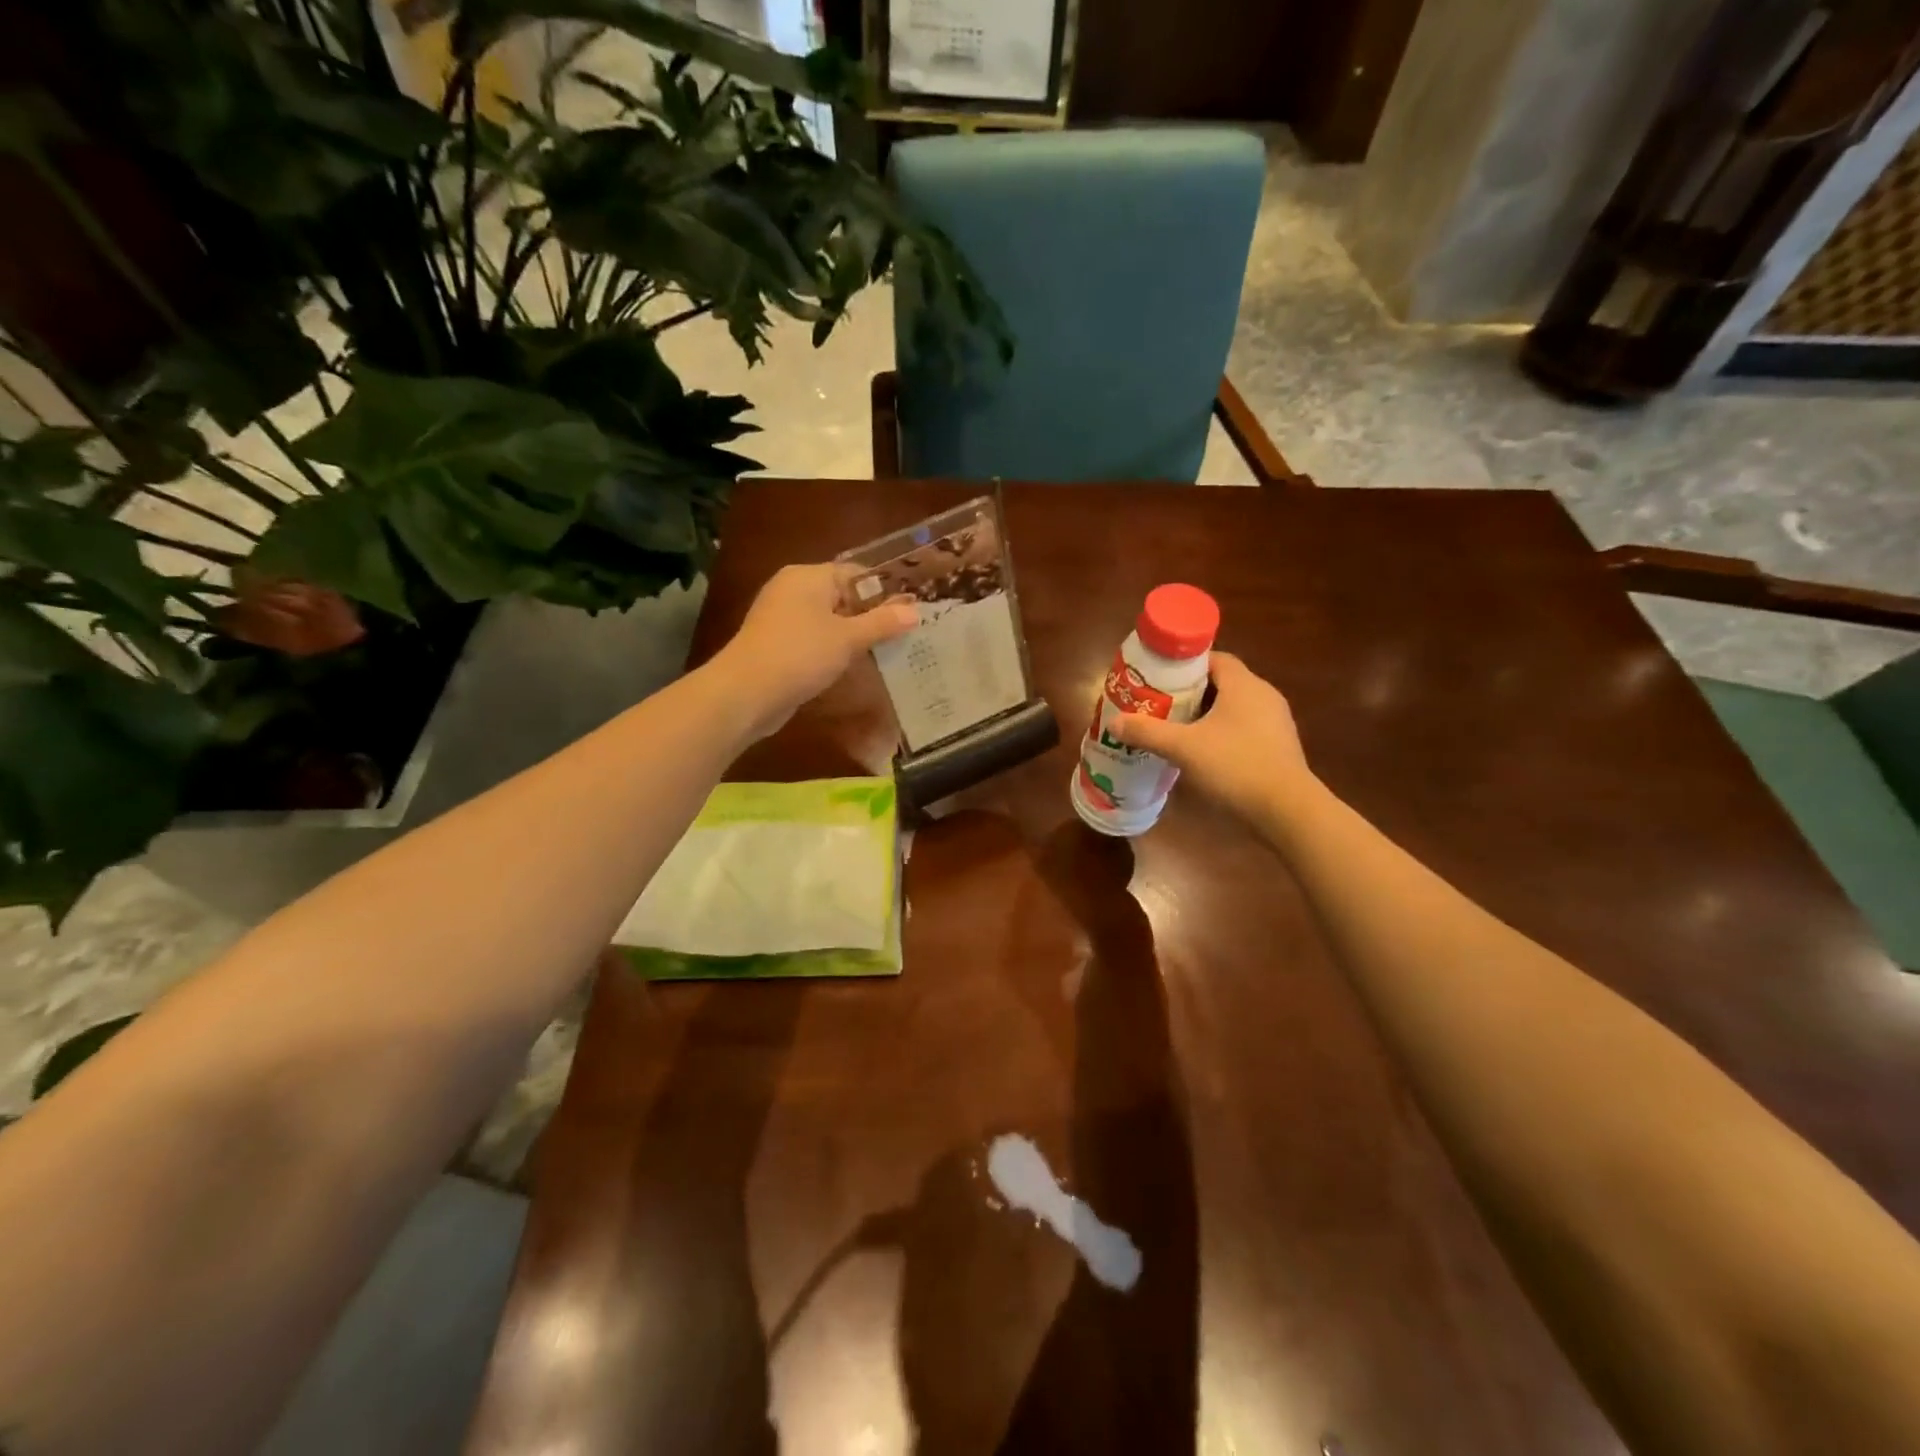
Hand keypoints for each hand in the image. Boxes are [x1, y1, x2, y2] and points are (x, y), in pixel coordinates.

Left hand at [713, 563, 917, 738]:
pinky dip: (834, 651)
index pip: (857, 574)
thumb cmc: (800, 654)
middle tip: (907, 634)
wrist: (746, 693)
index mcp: (808, 576)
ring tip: (889, 652)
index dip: (886, 591)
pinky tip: (855, 668)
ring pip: (829, 622)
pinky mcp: (778, 646)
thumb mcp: (848, 638)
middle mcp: (793, 590)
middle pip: (843, 597)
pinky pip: (815, 641)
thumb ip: (882, 623)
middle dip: (872, 616)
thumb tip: (915, 611)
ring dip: (855, 637)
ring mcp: (782, 619)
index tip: (913, 610)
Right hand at [1107, 652, 1317, 821]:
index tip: (1159, 678)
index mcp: (1244, 685)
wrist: (1287, 811)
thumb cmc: (1235, 766)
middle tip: (1160, 704)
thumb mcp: (1183, 748)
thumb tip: (1115, 722)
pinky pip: (1244, 729)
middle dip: (1190, 692)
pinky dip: (1222, 734)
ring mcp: (1275, 723)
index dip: (1185, 665)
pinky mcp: (1278, 748)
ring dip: (1206, 715)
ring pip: (1234, 708)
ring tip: (1176, 729)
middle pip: (1222, 683)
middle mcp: (1264, 696)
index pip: (1214, 658)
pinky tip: (1202, 753)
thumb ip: (1148, 732)